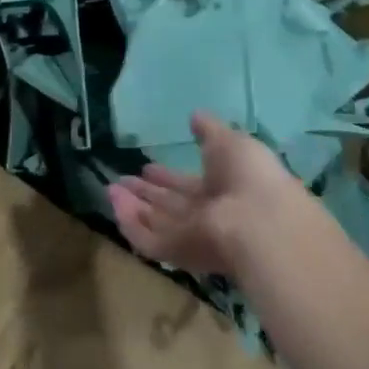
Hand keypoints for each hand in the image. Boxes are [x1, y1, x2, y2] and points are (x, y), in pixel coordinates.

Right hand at [107, 112, 300, 276]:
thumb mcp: (230, 141)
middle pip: (170, 206)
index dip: (168, 177)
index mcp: (222, 190)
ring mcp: (191, 236)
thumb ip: (209, 130)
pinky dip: (129, 224)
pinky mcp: (177, 252)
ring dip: (133, 206)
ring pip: (156, 222)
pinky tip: (113, 204)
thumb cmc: (248, 176)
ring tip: (110, 189)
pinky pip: (147, 239)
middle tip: (122, 180)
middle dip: (147, 193)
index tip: (147, 167)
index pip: (189, 186)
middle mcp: (206, 216)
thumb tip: (194, 116)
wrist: (259, 223)